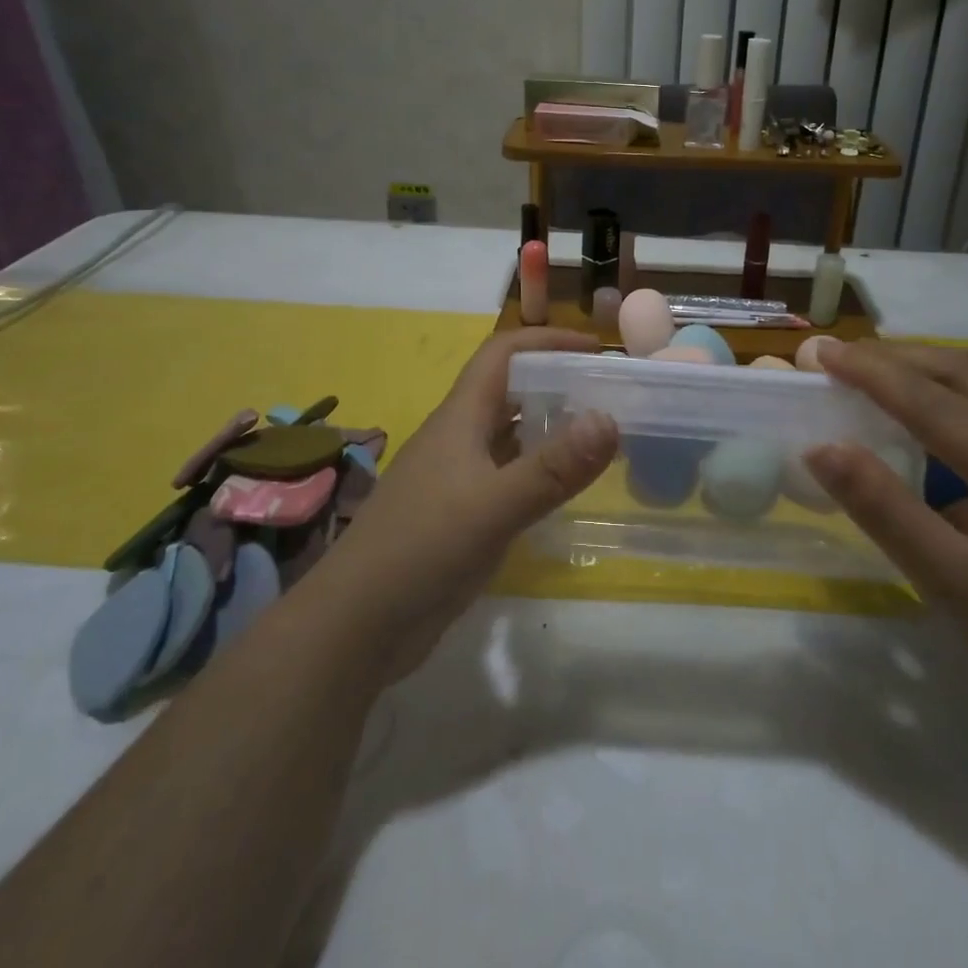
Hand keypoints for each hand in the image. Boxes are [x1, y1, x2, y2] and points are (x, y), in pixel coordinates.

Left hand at [309, 327, 617, 679]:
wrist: (356, 626)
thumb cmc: (421, 550)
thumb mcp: (493, 506)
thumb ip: (553, 467)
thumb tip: (610, 419)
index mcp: (460, 417)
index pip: (503, 353)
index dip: (547, 341)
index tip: (596, 349)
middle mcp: (459, 438)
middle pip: (510, 390)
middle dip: (557, 382)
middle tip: (611, 394)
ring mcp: (458, 478)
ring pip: (510, 435)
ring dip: (550, 427)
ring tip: (601, 435)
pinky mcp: (461, 515)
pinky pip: (508, 477)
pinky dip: (540, 471)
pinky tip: (567, 489)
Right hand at [805, 341, 967, 714]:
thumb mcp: (944, 580)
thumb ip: (882, 507)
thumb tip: (820, 447)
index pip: (932, 400)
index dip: (869, 371)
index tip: (817, 352)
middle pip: (960, 372)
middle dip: (892, 358)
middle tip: (835, 359)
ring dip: (918, 369)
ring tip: (865, 372)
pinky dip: (945, 391)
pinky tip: (917, 408)